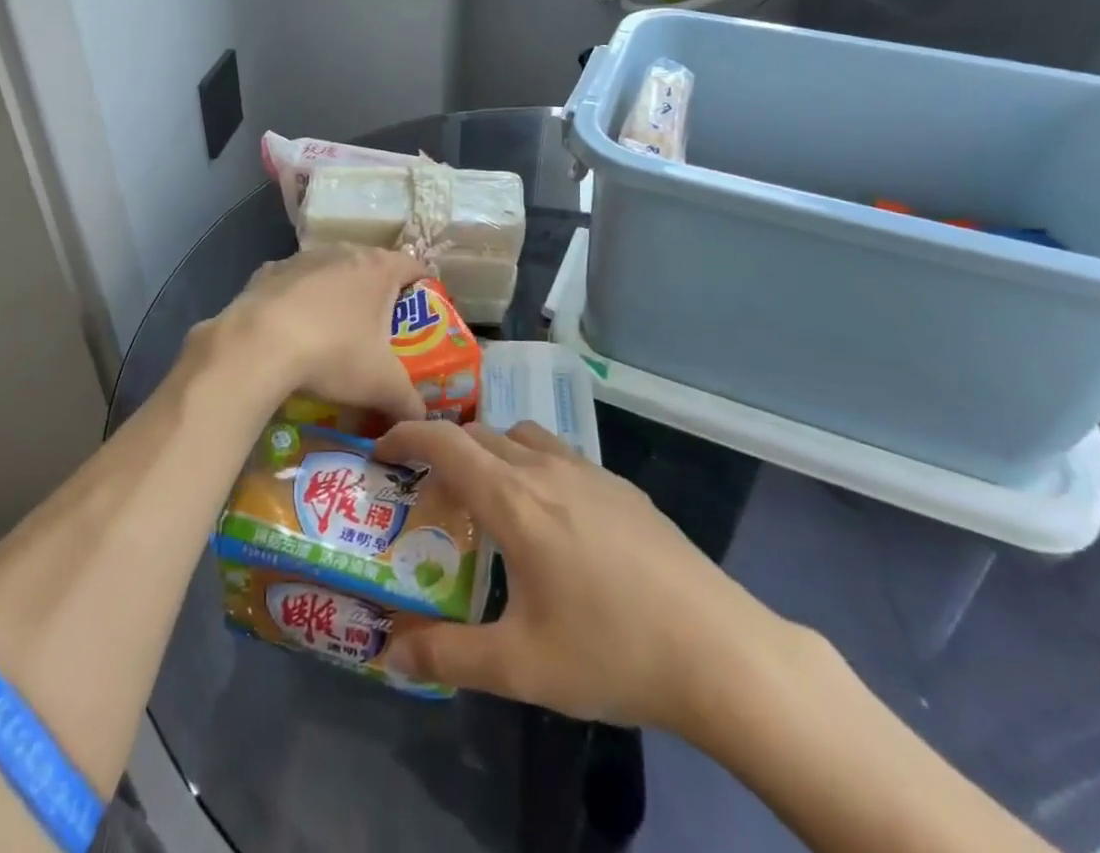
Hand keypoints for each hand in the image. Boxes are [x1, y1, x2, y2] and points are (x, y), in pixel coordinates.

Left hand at [189, 245, 426, 424]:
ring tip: (334, 333)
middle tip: (381, 331)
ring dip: (337, 295)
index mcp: (379, 268)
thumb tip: (422, 421)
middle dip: (379, 295)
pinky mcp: (268, 271)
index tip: (423, 316)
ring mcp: (303, 257)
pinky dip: (298, 301)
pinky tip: (292, 330)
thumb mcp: (382, 386)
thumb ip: (410, 404)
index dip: (424, 289)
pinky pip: (293, 284)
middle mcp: (344, 252)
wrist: (257, 345)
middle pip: (372, 268)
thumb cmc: (333, 354)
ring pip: (331, 272)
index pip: (415, 267)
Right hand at [371, 418, 823, 752]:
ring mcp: (590, 471)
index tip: (381, 451)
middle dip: (444, 448)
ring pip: (522, 436)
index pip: (445, 442)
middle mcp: (547, 469)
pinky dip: (531, 463)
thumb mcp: (520, 666)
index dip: (406, 436)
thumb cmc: (610, 651)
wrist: (718, 649)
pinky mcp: (621, 487)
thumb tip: (390, 654)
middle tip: (427, 490)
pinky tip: (549, 518)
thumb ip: (448, 655)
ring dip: (491, 450)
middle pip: (480, 433)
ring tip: (486, 497)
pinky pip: (559, 454)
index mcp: (514, 500)